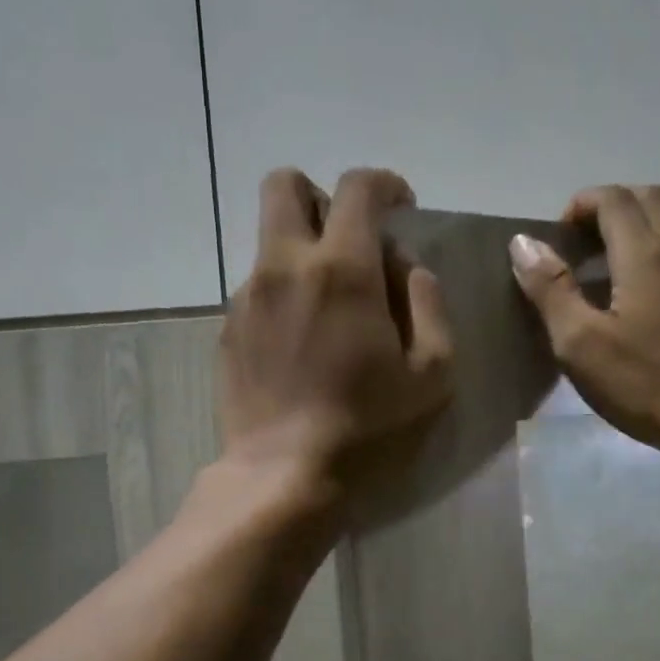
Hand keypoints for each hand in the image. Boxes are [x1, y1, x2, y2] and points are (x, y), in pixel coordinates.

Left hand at [219, 167, 453, 508]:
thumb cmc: (369, 429)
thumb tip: (407, 270)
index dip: (386, 185)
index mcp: (342, 269)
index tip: (401, 207)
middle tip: (350, 243)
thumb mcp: (431, 373)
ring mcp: (247, 297)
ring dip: (302, 252)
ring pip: (270, 241)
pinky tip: (300, 344)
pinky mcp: (227, 330)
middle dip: (322, 198)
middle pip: (285, 186)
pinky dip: (283, 294)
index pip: (358, 188)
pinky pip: (258, 287)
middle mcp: (284, 266)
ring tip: (329, 311)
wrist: (284, 475)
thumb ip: (428, 305)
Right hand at [508, 184, 659, 471]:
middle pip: (654, 198)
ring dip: (653, 225)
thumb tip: (524, 242)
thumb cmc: (645, 385)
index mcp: (646, 254)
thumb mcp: (579, 344)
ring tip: (628, 260)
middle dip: (616, 207)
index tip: (561, 235)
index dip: (582, 204)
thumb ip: (551, 289)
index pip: (613, 199)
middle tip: (589, 243)